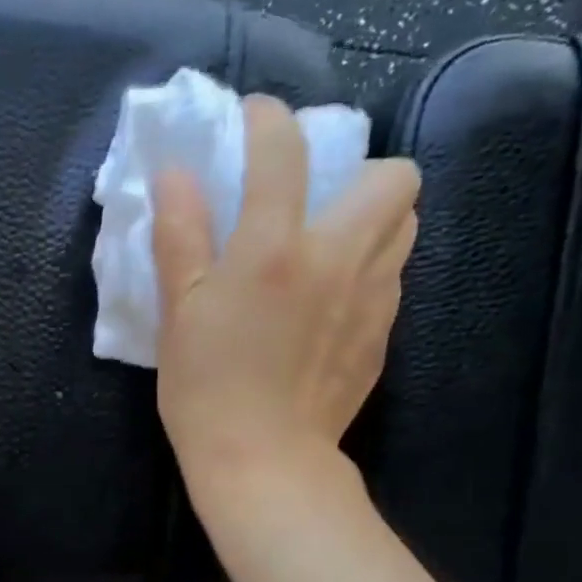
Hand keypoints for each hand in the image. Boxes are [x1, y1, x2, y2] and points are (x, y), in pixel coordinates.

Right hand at [152, 95, 419, 522]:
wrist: (262, 461)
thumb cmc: (205, 389)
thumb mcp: (178, 314)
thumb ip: (180, 237)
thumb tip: (177, 175)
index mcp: (274, 249)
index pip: (284, 151)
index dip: (267, 120)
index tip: (252, 122)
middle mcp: (338, 258)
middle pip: (392, 177)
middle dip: (358, 172)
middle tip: (314, 204)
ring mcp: (373, 297)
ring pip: (404, 225)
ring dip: (371, 220)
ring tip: (327, 250)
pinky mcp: (383, 335)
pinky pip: (392, 278)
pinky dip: (367, 271)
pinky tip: (329, 307)